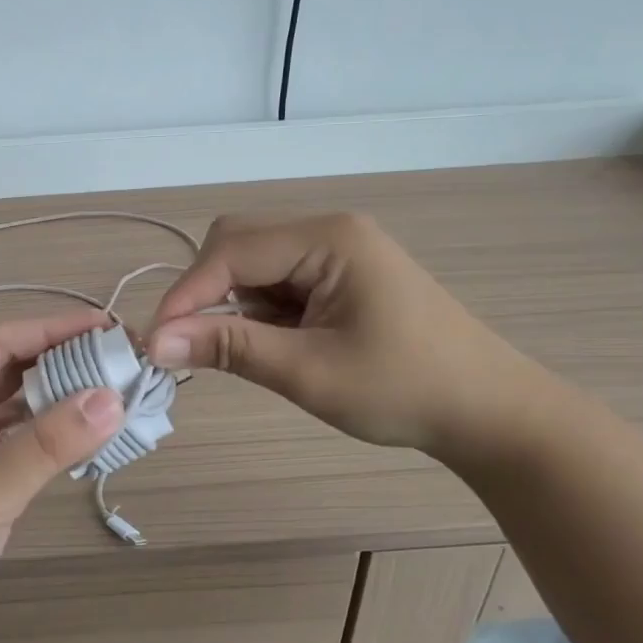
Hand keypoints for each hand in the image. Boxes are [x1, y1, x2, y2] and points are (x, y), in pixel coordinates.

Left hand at [0, 310, 124, 642]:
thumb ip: (47, 445)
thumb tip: (114, 398)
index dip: (53, 329)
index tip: (109, 326)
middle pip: (10, 369)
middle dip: (64, 361)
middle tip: (123, 359)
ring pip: (18, 405)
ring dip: (62, 399)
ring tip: (117, 391)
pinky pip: (21, 441)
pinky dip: (54, 435)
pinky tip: (90, 436)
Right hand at [145, 213, 540, 460]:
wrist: (488, 412)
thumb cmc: (405, 390)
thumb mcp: (308, 372)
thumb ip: (230, 348)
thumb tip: (157, 342)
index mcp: (328, 238)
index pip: (232, 250)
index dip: (186, 294)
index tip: (155, 342)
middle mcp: (328, 231)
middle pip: (238, 244)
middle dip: (206, 292)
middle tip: (191, 346)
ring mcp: (336, 252)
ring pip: (254, 265)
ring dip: (232, 305)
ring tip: (239, 353)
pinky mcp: (338, 277)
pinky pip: (277, 282)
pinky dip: (258, 312)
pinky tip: (271, 345)